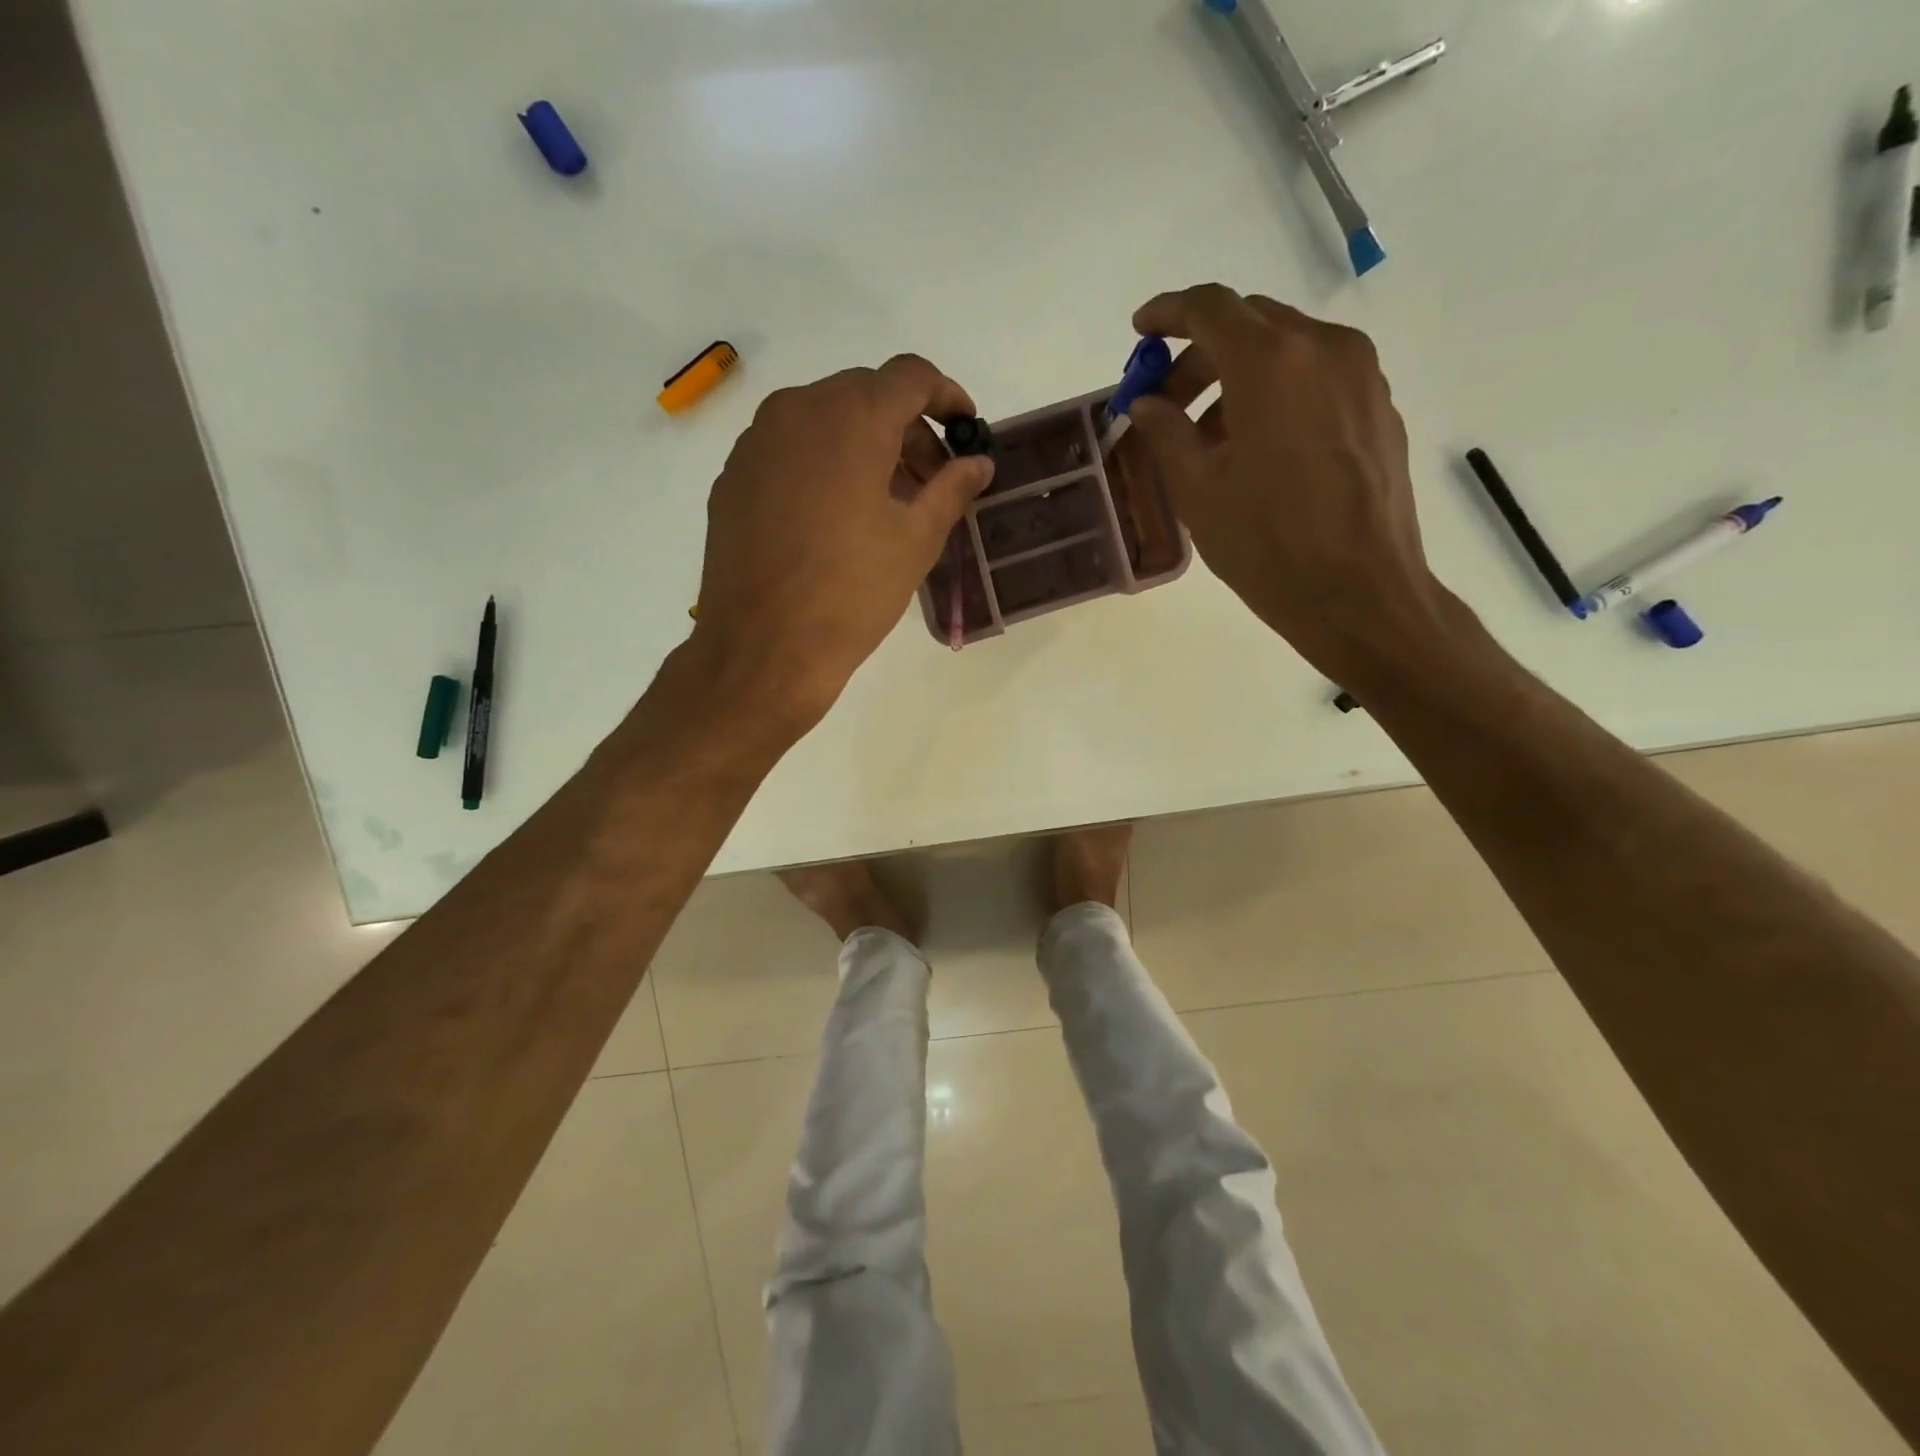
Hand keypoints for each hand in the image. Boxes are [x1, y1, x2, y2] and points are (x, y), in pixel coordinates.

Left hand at [687, 355, 993, 737]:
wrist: (764, 648)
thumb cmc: (852, 593)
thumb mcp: (917, 541)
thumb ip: (952, 488)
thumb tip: (979, 462)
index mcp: (852, 418)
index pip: (910, 376)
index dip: (947, 396)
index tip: (965, 430)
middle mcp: (798, 411)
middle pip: (865, 394)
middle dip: (906, 428)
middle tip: (929, 481)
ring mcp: (756, 442)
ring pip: (823, 419)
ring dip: (863, 445)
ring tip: (883, 503)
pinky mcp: (733, 477)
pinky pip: (788, 449)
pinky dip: (822, 464)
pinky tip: (833, 516)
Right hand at [1122, 285, 1449, 677]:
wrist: (1359, 592)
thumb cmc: (1267, 545)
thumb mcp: (1198, 491)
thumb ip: (1165, 434)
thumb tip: (1146, 404)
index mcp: (1270, 362)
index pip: (1210, 308)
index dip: (1167, 313)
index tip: (1140, 332)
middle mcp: (1322, 348)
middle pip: (1249, 324)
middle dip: (1199, 356)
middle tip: (1166, 406)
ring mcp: (1360, 375)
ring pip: (1285, 349)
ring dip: (1237, 377)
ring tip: (1208, 439)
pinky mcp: (1378, 405)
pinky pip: (1316, 376)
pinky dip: (1276, 392)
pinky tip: (1257, 448)